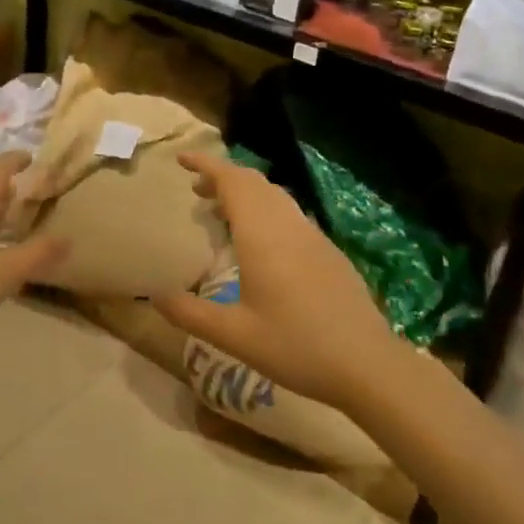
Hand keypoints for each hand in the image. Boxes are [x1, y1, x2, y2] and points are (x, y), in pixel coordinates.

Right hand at [153, 153, 402, 413]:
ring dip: (245, 193)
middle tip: (195, 190)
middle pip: (253, 182)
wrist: (367, 363)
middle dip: (222, 177)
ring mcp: (312, 235)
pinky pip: (289, 213)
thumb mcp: (234, 336)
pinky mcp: (328, 250)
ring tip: (221, 211)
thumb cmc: (296, 346)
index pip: (231, 181)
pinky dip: (265, 210)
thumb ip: (191, 314)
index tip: (182, 160)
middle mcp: (287, 225)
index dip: (206, 164)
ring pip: (274, 196)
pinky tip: (260, 242)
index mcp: (262, 235)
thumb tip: (156, 296)